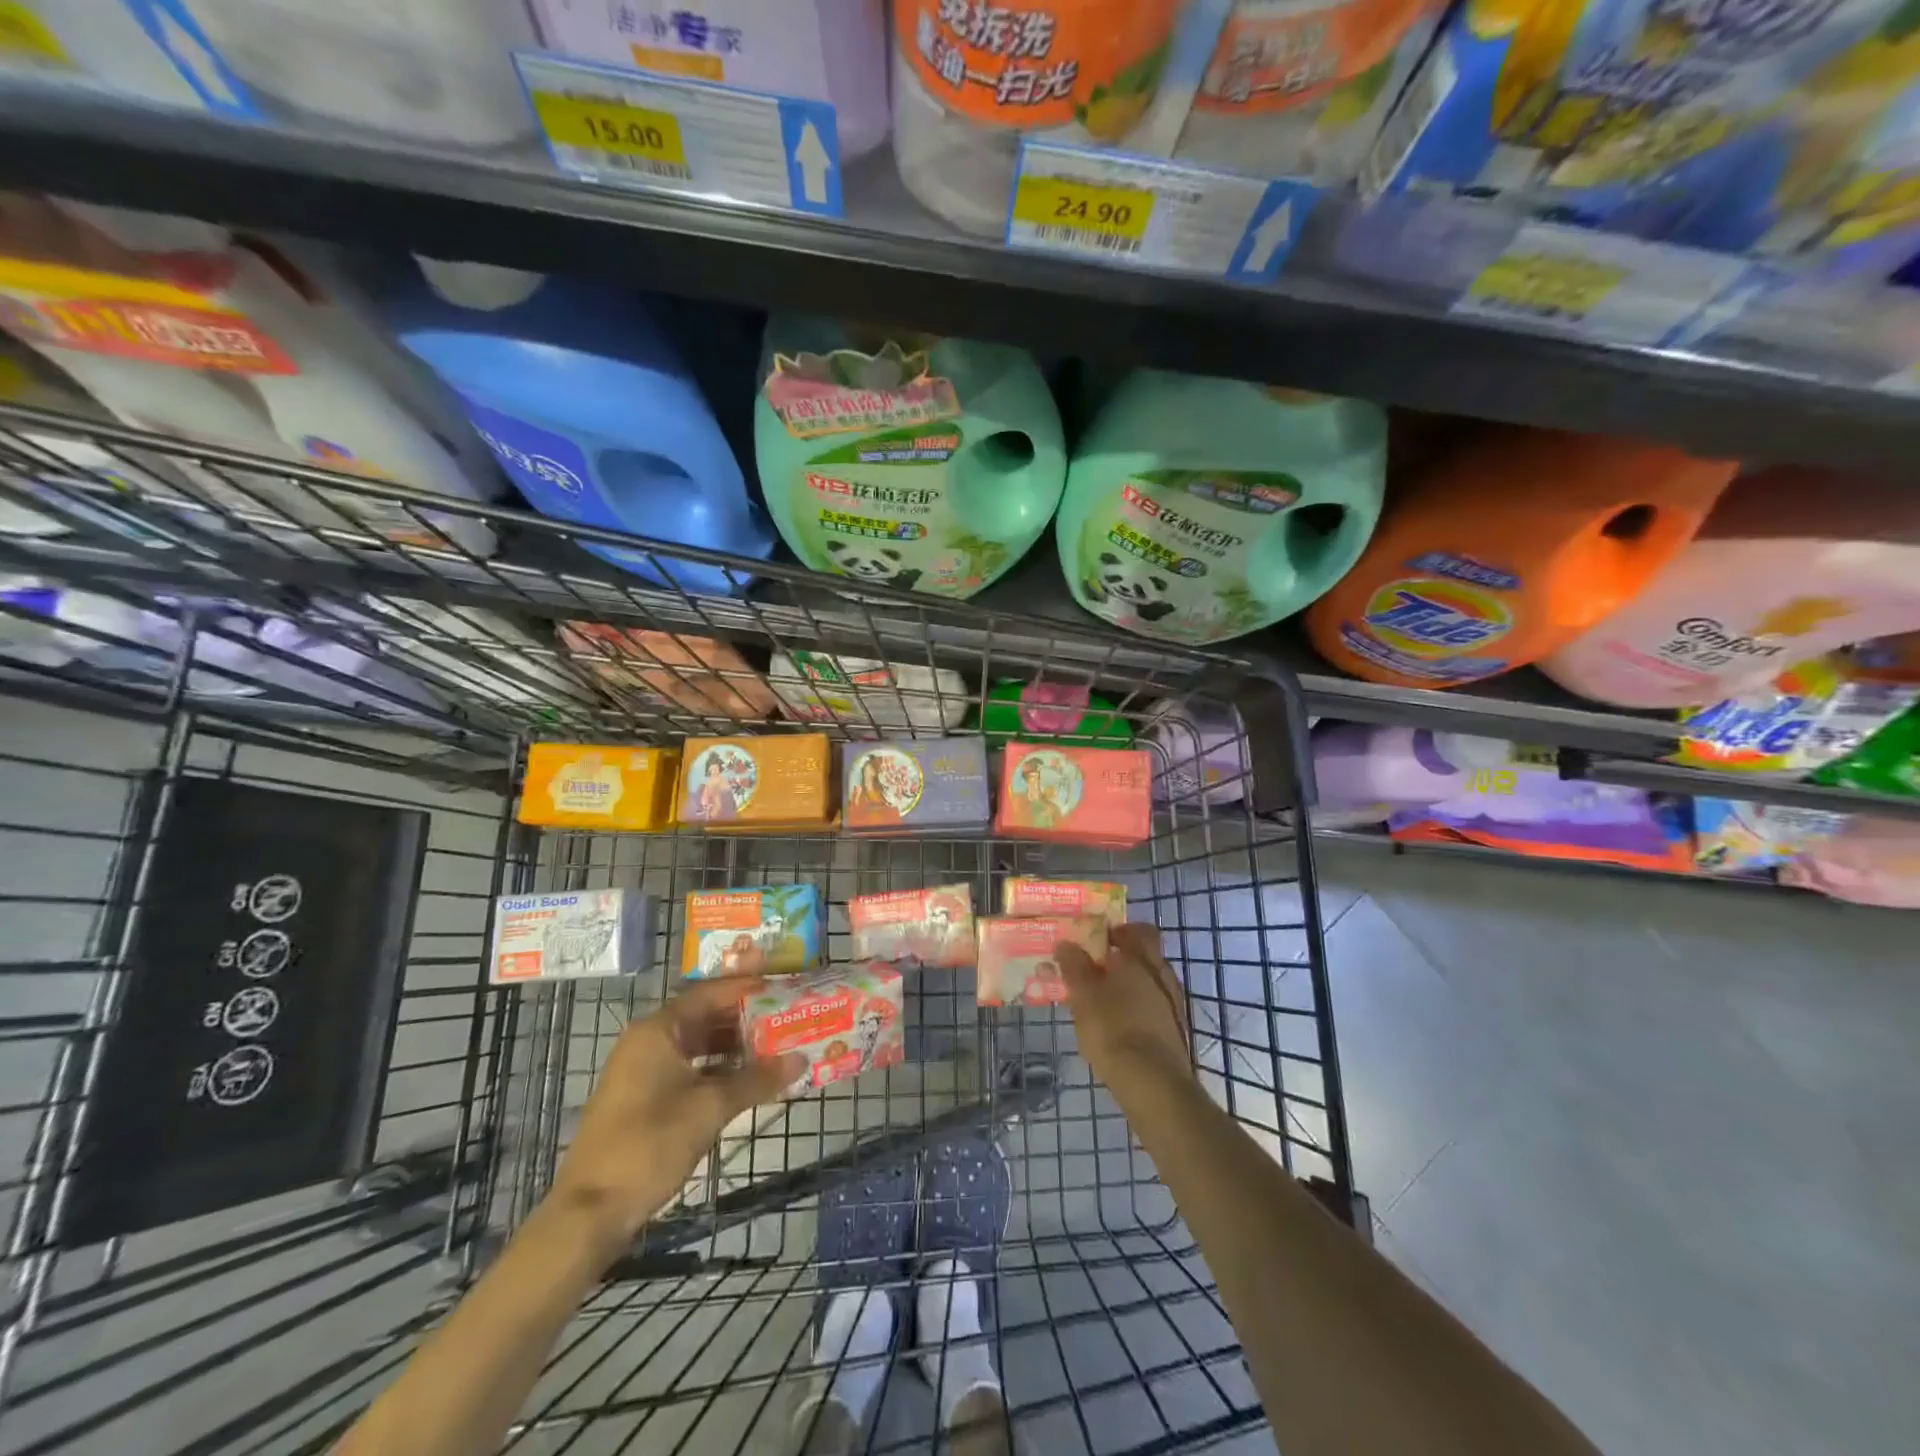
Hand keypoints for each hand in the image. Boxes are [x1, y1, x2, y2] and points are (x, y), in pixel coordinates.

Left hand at [545, 979, 802, 1258]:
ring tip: (776, 1048)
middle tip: (787, 1018)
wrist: (590, 1212)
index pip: (711, 993)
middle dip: (746, 1019)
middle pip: (705, 1016)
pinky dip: (718, 1070)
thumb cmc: (650, 1143)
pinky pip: (690, 1069)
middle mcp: (648, 1041)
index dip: (748, 989)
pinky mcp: (644, 1099)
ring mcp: (644, 1071)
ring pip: (698, 1045)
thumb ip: (757, 1080)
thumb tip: (800, 1060)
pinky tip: (748, 1081)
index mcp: (658, 1029)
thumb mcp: (711, 1108)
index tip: (784, 987)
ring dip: (735, 1047)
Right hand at [1055, 922, 1192, 1098]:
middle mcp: (1164, 976)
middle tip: (1092, 970)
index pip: (1139, 930)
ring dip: (1127, 987)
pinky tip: (1116, 1025)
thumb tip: (1066, 943)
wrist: (1153, 1085)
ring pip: (1147, 984)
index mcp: (1144, 959)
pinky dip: (1134, 1010)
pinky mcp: (1174, 1033)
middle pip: (1144, 957)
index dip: (1119, 931)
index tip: (1097, 939)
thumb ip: (1074, 965)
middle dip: (1120, 960)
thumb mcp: (1084, 995)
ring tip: (1098, 1001)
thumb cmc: (1113, 1029)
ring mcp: (1173, 1006)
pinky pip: (1151, 1009)